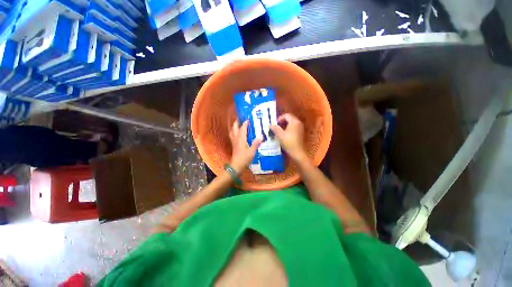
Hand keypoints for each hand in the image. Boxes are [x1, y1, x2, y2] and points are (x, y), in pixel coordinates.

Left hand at [229, 120, 261, 174]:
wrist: (236, 166)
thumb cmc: (244, 158)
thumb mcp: (252, 151)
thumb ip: (256, 143)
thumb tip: (261, 136)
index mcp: (241, 139)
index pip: (242, 128)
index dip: (245, 123)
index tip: (248, 119)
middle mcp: (236, 139)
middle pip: (234, 128)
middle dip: (236, 123)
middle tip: (240, 119)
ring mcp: (234, 142)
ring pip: (232, 132)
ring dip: (234, 127)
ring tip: (237, 125)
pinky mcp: (234, 146)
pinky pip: (232, 136)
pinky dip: (234, 133)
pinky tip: (237, 134)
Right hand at [270, 114, 307, 162]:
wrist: (297, 152)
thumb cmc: (288, 142)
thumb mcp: (280, 135)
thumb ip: (275, 128)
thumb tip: (270, 125)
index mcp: (294, 122)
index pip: (286, 115)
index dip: (279, 118)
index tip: (275, 124)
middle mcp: (298, 123)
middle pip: (289, 118)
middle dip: (282, 121)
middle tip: (276, 126)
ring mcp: (300, 128)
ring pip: (291, 123)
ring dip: (285, 125)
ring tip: (279, 130)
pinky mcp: (300, 133)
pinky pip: (294, 127)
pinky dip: (288, 128)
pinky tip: (284, 134)